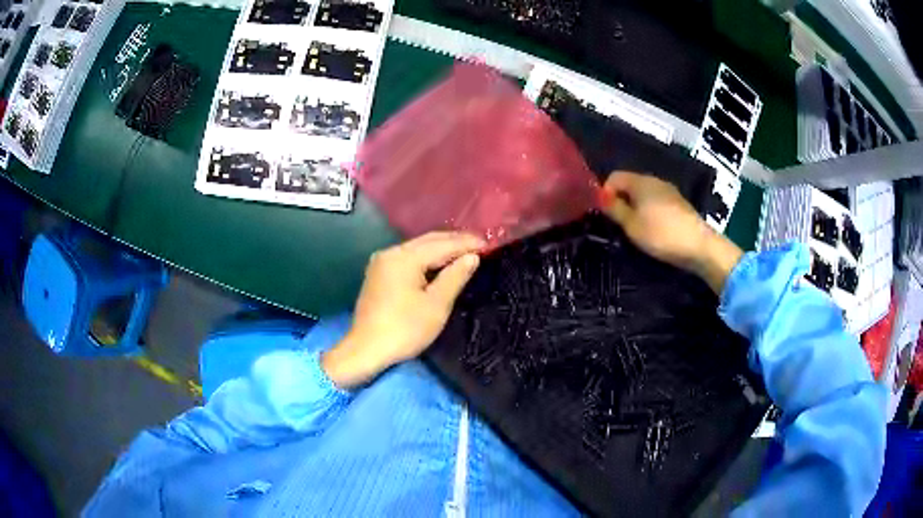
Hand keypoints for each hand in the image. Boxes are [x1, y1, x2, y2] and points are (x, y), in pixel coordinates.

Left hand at [322, 232, 483, 387]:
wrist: (366, 350)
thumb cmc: (404, 330)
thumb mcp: (436, 305)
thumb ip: (455, 277)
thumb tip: (472, 257)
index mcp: (404, 258)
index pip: (442, 244)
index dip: (467, 243)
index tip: (490, 244)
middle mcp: (391, 252)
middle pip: (428, 240)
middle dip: (455, 241)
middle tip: (481, 244)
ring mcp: (382, 262)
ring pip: (418, 248)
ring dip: (441, 248)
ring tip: (466, 251)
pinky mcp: (379, 273)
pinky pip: (408, 258)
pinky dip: (427, 258)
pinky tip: (440, 262)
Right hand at [601, 171, 742, 293]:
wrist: (699, 246)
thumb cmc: (661, 234)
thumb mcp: (631, 225)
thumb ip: (614, 209)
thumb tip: (599, 195)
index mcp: (640, 181)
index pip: (614, 177)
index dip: (605, 193)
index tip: (605, 214)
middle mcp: (655, 180)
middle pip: (630, 184)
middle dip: (621, 201)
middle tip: (618, 224)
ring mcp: (670, 191)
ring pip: (644, 194)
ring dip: (636, 207)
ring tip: (636, 229)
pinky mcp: (680, 204)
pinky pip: (657, 202)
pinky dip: (650, 212)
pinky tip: (654, 229)